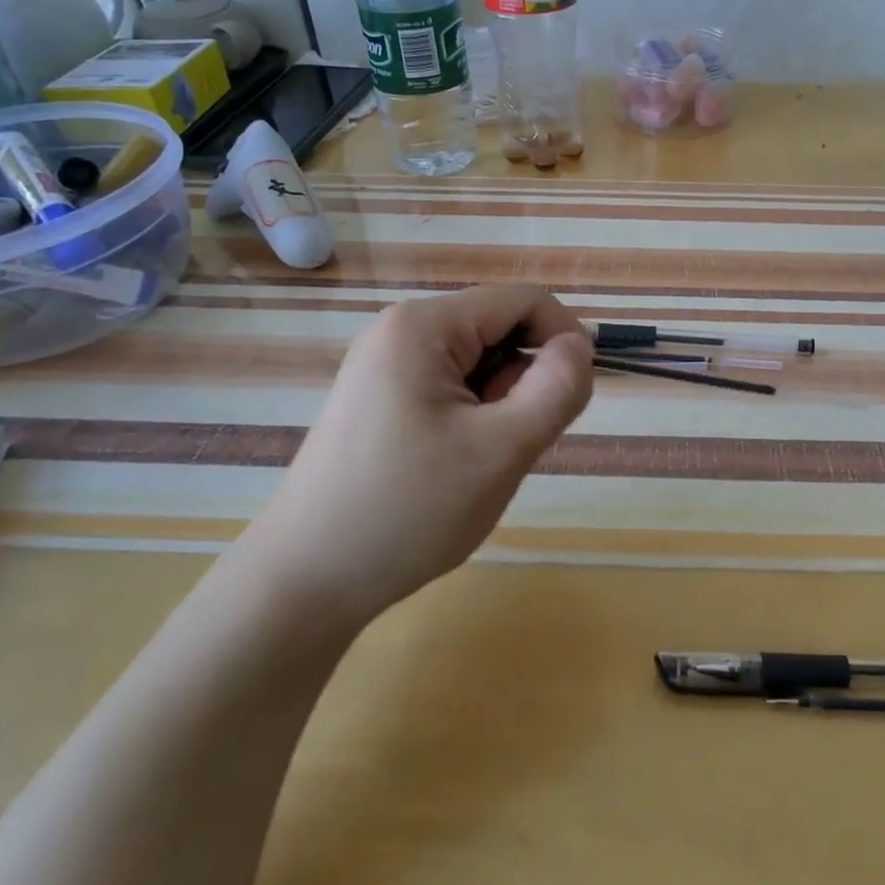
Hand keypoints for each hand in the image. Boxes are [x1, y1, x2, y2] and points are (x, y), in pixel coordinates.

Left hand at [241, 285, 593, 632]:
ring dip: (500, 405)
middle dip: (525, 381)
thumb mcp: (500, 450)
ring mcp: (385, 365)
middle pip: (500, 330)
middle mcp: (400, 331)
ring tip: (475, 462)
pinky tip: (451, 466)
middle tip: (508, 446)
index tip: (572, 399)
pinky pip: (452, 388)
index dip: (563, 340)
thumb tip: (579, 346)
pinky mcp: (381, 398)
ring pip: (480, 363)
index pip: (524, 301)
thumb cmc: (407, 511)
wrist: (305, 583)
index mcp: (423, 326)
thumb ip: (556, 389)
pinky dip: (473, 419)